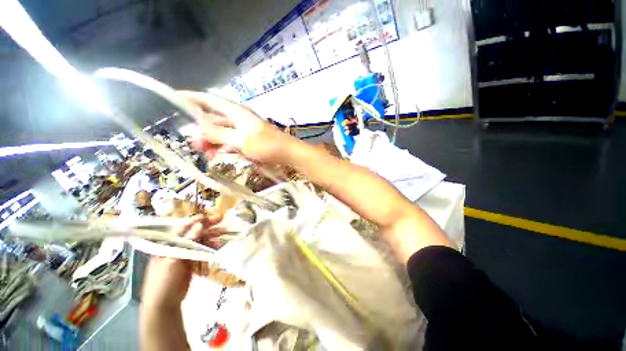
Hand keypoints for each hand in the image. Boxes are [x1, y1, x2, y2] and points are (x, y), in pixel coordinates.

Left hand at [141, 214, 222, 309]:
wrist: (165, 304)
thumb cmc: (163, 281)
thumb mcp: (173, 260)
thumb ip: (186, 242)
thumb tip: (200, 225)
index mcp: (167, 243)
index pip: (182, 227)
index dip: (195, 220)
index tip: (208, 216)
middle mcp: (177, 245)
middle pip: (194, 232)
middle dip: (208, 225)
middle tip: (221, 219)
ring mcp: (185, 253)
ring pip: (201, 240)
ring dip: (212, 236)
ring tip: (224, 233)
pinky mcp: (192, 260)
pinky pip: (203, 250)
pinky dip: (212, 246)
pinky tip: (219, 245)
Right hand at [179, 91, 295, 163]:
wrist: (288, 154)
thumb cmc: (266, 145)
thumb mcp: (240, 140)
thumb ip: (218, 134)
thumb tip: (197, 130)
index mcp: (236, 112)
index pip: (209, 100)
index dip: (191, 98)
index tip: (174, 97)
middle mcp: (238, 118)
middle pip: (213, 119)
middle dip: (201, 130)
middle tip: (193, 144)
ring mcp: (244, 130)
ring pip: (221, 132)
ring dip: (212, 142)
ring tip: (205, 154)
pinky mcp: (249, 140)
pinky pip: (231, 142)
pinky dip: (224, 148)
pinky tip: (218, 156)